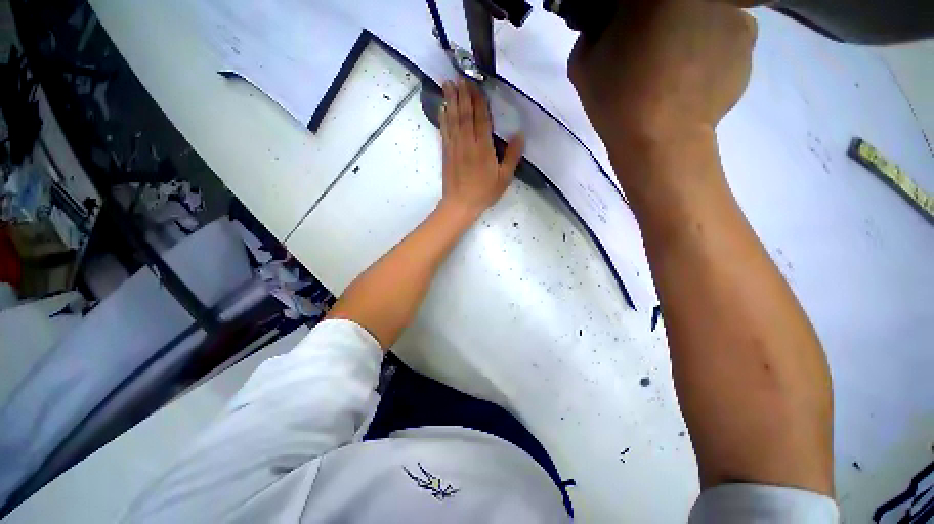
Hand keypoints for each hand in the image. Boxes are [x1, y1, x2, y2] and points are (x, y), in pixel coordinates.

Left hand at [439, 79, 523, 220]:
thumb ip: (512, 156)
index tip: (476, 83)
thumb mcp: (504, 178)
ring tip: (448, 83)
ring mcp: (454, 147)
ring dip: (450, 100)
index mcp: (483, 148)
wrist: (460, 204)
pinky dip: (443, 117)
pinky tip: (442, 107)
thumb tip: (520, 134)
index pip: (481, 118)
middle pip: (465, 114)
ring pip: (453, 119)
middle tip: (460, 76)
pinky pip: (444, 131)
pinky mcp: (446, 152)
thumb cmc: (484, 192)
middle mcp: (467, 143)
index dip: (479, 100)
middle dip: (463, 94)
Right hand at [568, 0, 756, 149]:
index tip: (622, 31)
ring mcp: (730, 8)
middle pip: (673, 0)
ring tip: (673, 68)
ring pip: (702, 11)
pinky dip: (710, 47)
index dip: (627, 13)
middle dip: (660, 15)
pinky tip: (693, 75)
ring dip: (688, 28)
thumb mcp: (583, 64)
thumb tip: (608, 21)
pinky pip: (725, 31)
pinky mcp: (747, 38)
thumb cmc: (616, 100)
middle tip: (648, 48)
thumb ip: (593, 29)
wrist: (661, 139)